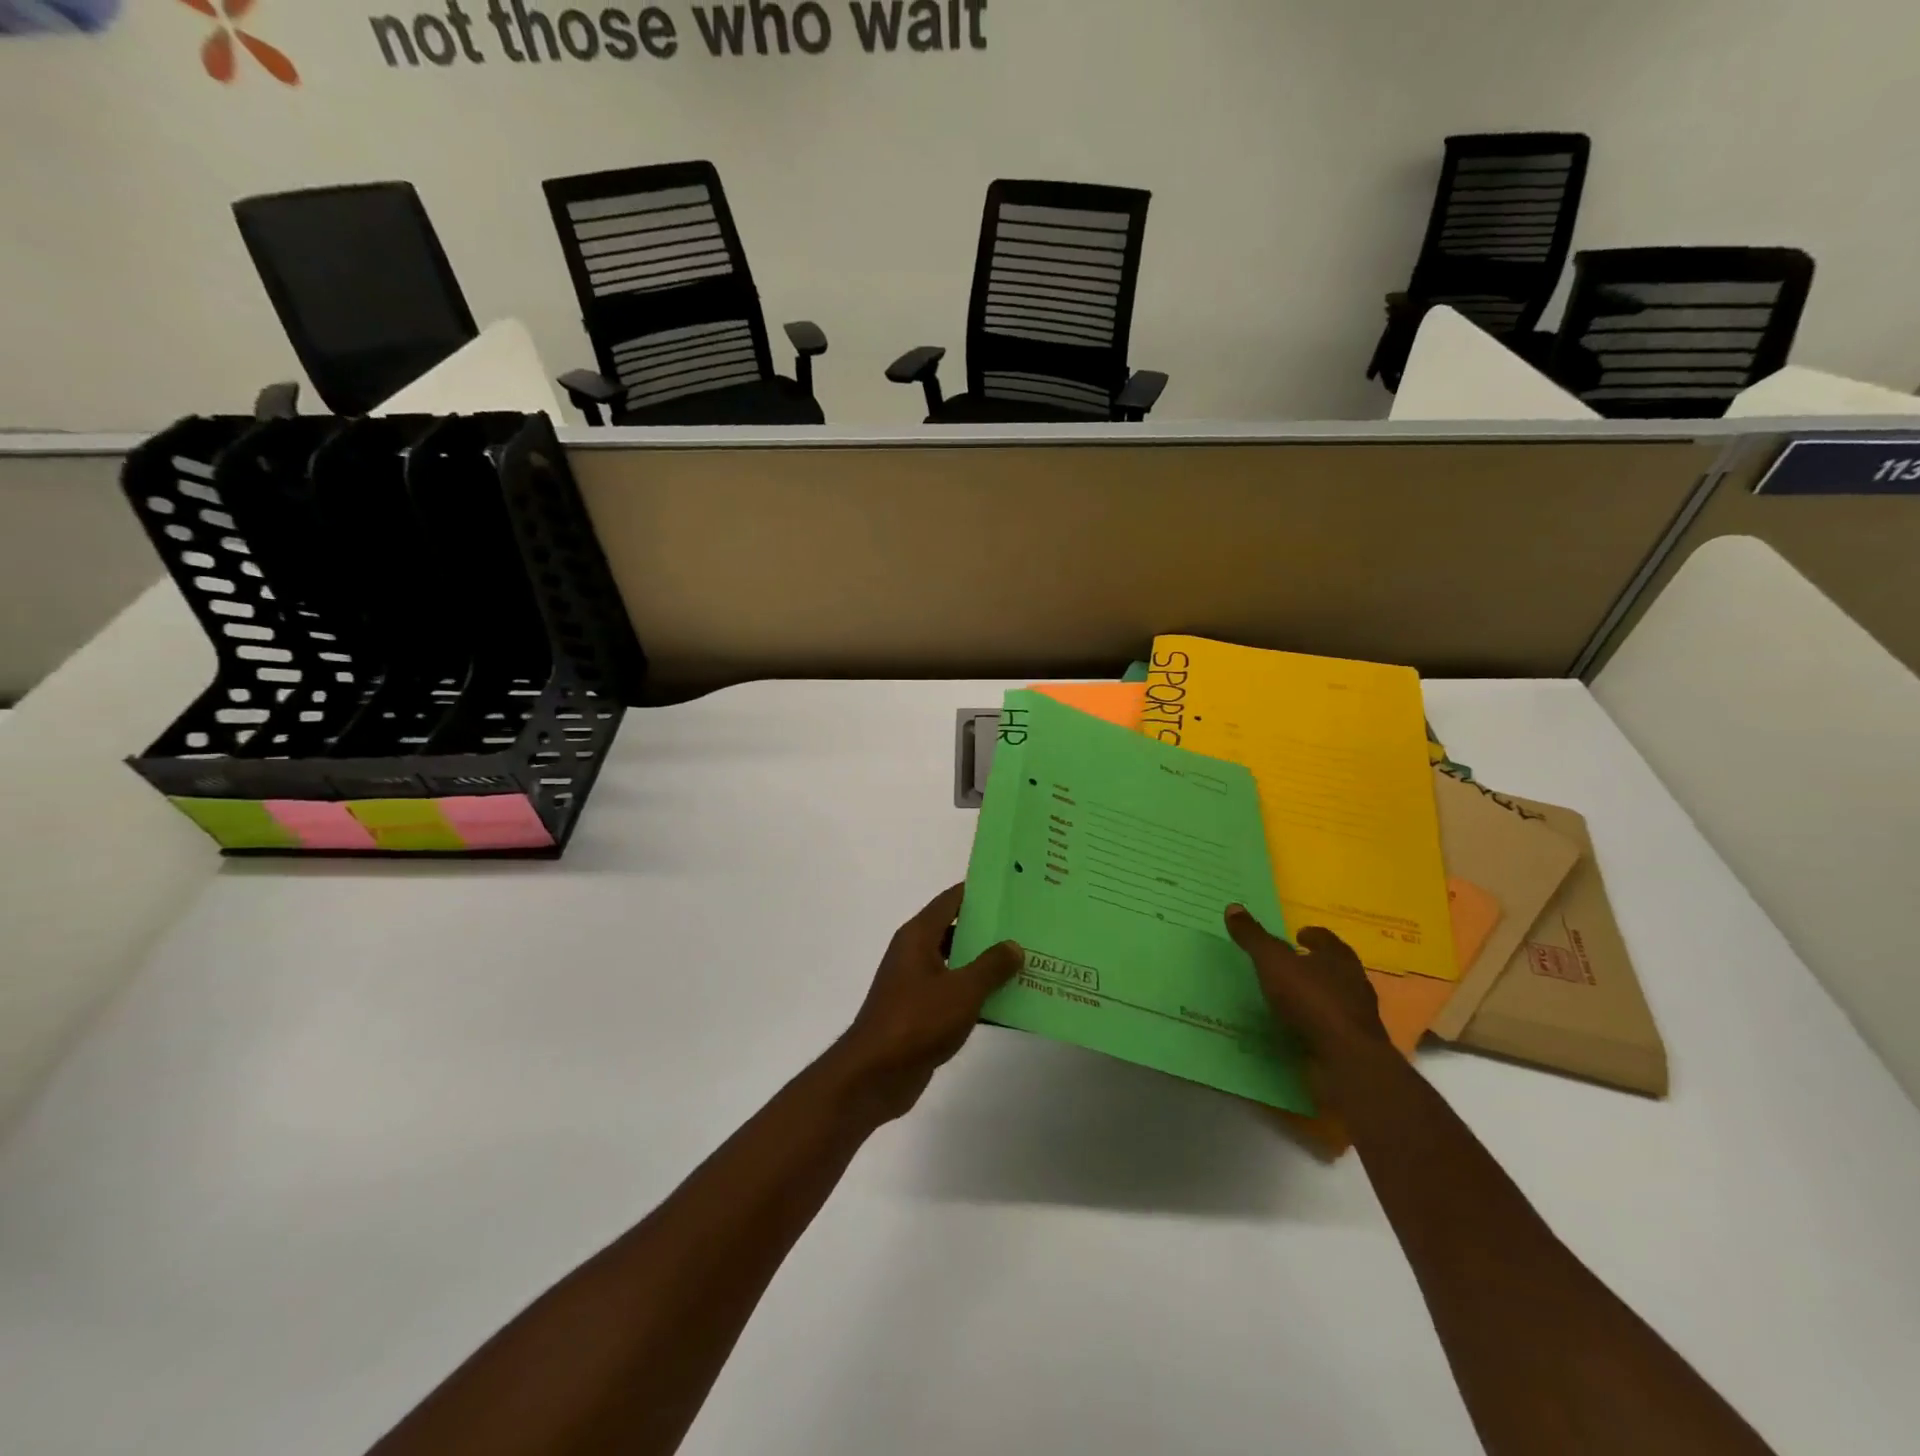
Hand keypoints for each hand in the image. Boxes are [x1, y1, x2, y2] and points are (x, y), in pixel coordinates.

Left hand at [828, 884, 1022, 1123]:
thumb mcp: (962, 990)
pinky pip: (955, 994)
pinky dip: (978, 996)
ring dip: (988, 966)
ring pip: (959, 965)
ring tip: (1028, 963)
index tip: (1012, 889)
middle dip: (991, 931)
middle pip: (957, 930)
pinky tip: (1010, 1003)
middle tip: (1029, 927)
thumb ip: (991, 965)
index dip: (980, 892)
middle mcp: (915, 953)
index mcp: (919, 936)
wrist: (875, 1075)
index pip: (951, 900)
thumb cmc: (917, 1020)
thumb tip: (1013, 945)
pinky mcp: (921, 1013)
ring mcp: (917, 984)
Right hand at [1225, 908, 1389, 1058]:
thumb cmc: (1312, 1000)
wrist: (1346, 1061)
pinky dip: (1313, 1023)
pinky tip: (1294, 1027)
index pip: (1326, 939)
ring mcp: (1355, 1016)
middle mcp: (1353, 983)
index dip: (1311, 935)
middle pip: (1333, 967)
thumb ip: (1254, 937)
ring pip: (1333, 997)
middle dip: (1313, 964)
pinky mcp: (1351, 1045)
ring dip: (1313, 995)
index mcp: (1339, 958)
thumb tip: (1233, 906)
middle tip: (1289, 963)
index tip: (1298, 934)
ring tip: (1286, 997)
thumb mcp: (1273, 962)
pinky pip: (1328, 1027)